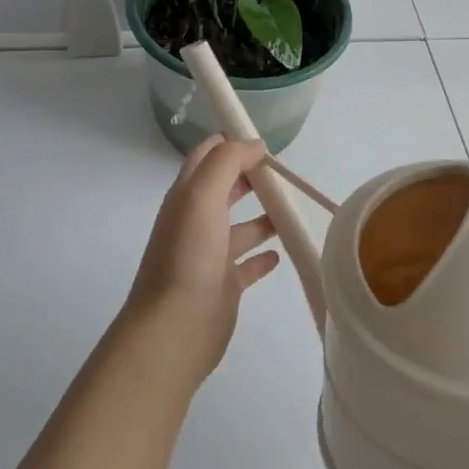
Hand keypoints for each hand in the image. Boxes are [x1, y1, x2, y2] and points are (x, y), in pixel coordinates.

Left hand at [114, 135, 281, 386]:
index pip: (206, 157)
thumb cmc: (188, 255)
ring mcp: (211, 255)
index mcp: (186, 197)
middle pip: (226, 189)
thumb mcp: (202, 196)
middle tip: (285, 174)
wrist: (175, 327)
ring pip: (241, 227)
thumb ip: (226, 162)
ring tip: (293, 209)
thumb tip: (254, 144)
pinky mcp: (225, 284)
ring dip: (264, 216)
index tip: (265, 142)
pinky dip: (264, 256)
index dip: (231, 143)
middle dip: (252, 176)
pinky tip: (282, 253)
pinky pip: (248, 264)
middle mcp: (196, 222)